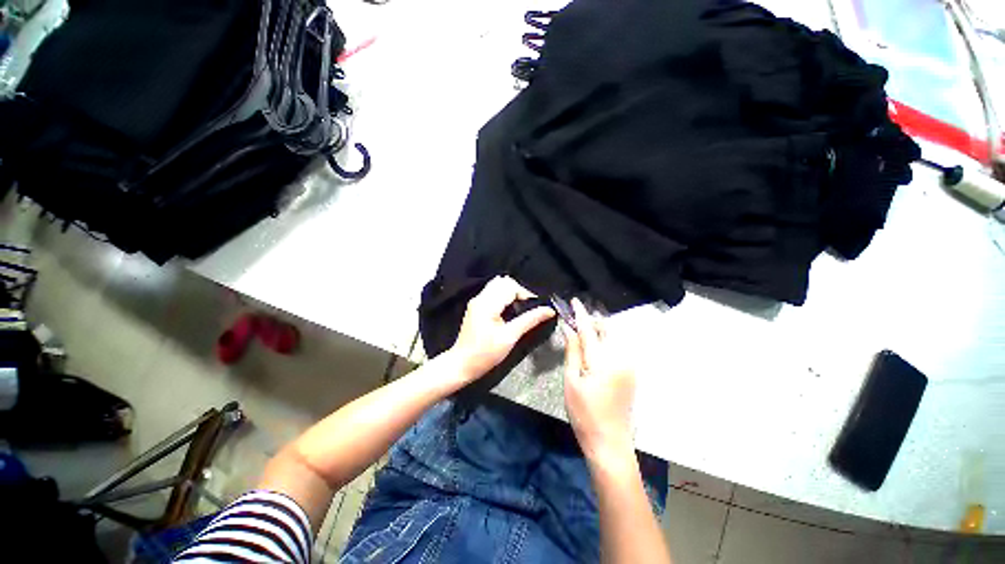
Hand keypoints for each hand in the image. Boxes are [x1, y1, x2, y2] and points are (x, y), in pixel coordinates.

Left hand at [449, 276, 554, 380]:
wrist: (462, 364)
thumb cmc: (485, 354)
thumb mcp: (510, 337)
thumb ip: (530, 320)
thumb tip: (549, 310)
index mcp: (487, 304)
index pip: (510, 286)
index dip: (525, 294)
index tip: (534, 308)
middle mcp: (480, 298)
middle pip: (503, 282)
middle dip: (518, 291)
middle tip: (527, 308)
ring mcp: (476, 301)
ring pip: (497, 285)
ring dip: (511, 293)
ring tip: (519, 309)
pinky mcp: (476, 307)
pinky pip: (492, 293)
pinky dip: (503, 297)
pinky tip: (508, 311)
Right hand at [562, 298, 635, 462]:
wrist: (610, 442)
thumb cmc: (584, 412)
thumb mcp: (571, 381)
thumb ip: (573, 351)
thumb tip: (569, 328)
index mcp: (603, 360)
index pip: (589, 329)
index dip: (580, 313)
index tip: (574, 300)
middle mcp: (620, 358)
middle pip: (606, 329)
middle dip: (591, 320)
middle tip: (575, 319)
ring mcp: (629, 365)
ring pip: (613, 337)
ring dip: (598, 330)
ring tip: (582, 332)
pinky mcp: (631, 373)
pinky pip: (617, 348)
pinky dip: (605, 342)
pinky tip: (594, 348)